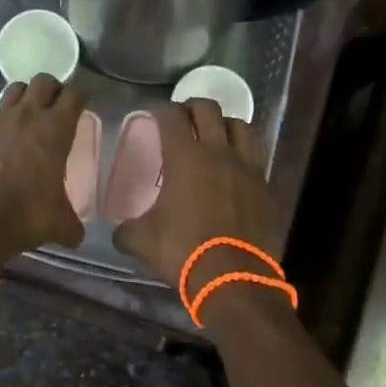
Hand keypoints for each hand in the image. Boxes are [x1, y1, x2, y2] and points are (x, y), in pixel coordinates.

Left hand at [0, 76, 86, 253]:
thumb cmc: (25, 215)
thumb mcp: (58, 223)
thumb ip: (71, 224)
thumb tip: (75, 235)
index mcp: (55, 128)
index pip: (74, 94)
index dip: (80, 96)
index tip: (82, 105)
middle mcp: (26, 115)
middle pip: (43, 81)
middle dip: (52, 89)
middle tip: (56, 107)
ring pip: (14, 90)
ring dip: (25, 97)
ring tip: (28, 116)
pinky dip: (0, 123)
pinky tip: (0, 143)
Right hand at [112, 100, 282, 314]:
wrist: (235, 278)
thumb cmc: (184, 252)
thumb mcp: (142, 242)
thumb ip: (127, 230)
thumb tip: (119, 231)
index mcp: (185, 157)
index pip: (172, 116)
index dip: (161, 110)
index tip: (155, 115)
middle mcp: (218, 152)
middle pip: (208, 110)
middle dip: (193, 108)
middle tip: (183, 120)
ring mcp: (247, 167)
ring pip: (241, 126)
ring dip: (225, 124)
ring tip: (216, 135)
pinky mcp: (266, 185)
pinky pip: (257, 156)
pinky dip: (245, 153)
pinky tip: (236, 166)